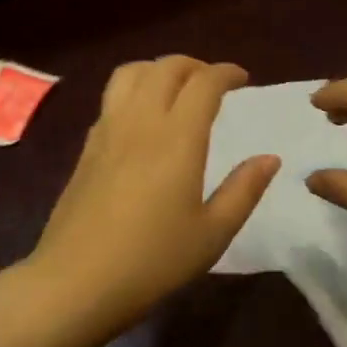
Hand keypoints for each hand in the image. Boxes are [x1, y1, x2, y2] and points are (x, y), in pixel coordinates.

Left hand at [16, 57, 279, 346]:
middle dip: (194, 65)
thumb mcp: (212, 234)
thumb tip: (270, 158)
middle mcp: (140, 121)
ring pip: (131, 73)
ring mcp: (107, 130)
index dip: (226, 73)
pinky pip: (111, 98)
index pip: (203, 83)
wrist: (76, 281)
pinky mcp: (87, 146)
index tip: (242, 80)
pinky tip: (142, 120)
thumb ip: (244, 190)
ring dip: (158, 70)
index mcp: (177, 138)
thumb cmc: (153, 261)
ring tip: (175, 90)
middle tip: (212, 84)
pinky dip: (133, 91)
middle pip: (165, 67)